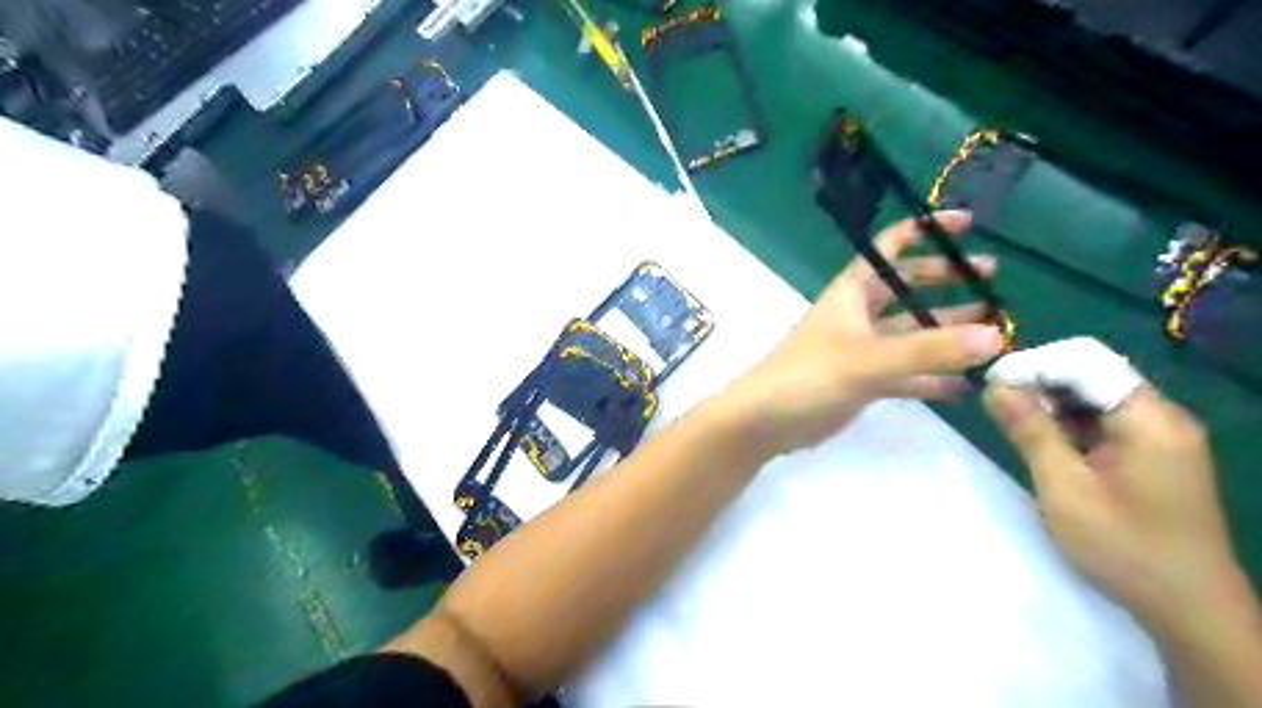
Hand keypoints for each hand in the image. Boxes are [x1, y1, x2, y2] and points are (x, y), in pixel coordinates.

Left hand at [720, 210, 1005, 456]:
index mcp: (852, 292)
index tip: (967, 223)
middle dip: (945, 281)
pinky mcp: (861, 381)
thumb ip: (929, 350)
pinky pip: (904, 372)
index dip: (925, 230)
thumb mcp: (867, 360)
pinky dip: (931, 376)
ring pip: (910, 333)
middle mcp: (857, 315)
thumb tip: (995, 337)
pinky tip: (964, 384)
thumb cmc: (808, 377)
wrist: (764, 420)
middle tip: (990, 282)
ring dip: (946, 331)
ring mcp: (860, 349)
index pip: (889, 247)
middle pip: (906, 288)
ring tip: (994, 333)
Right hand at [990, 383, 1245, 636]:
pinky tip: (1042, 440)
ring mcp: (1161, 435)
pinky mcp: (1154, 453)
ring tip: (1010, 420)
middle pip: (1092, 374)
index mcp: (1149, 419)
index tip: (990, 382)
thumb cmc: (1123, 547)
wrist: (1189, 608)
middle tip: (995, 403)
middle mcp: (1162, 416)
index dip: (1035, 364)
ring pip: (1095, 396)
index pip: (1085, 361)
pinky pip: (1104, 420)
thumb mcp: (1064, 487)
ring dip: (1051, 403)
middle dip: (1040, 381)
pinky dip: (1068, 422)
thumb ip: (1030, 431)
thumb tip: (995, 385)